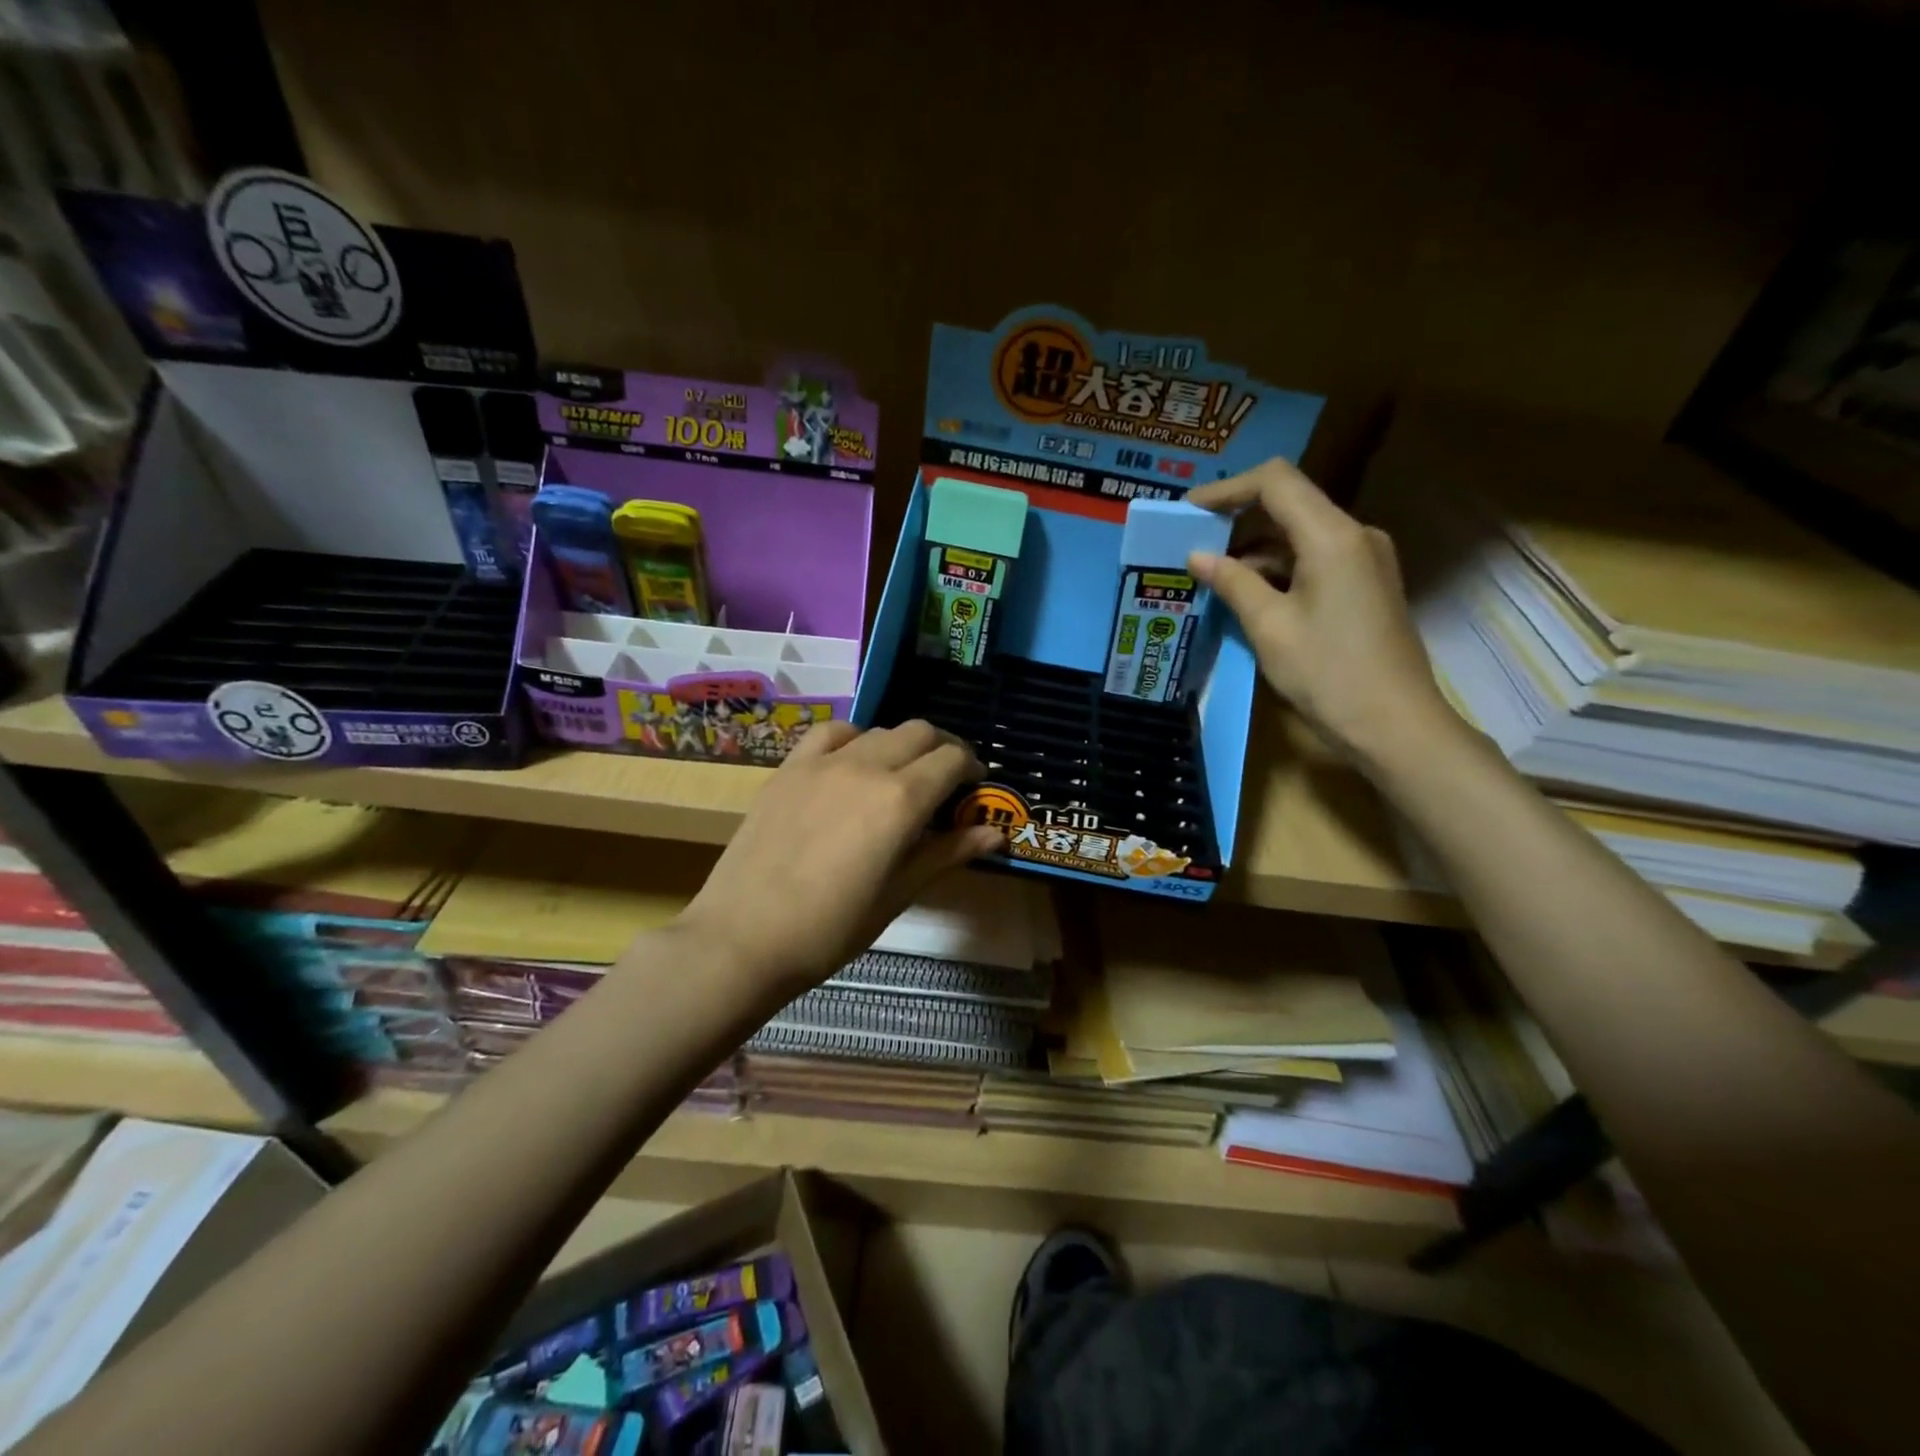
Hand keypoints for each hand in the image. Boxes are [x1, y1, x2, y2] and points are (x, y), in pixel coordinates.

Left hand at [676, 720, 1001, 998]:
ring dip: (901, 745)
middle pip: (919, 732)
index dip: (971, 769)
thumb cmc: (832, 928)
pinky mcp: (789, 768)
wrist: (744, 937)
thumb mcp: (899, 894)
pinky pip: (830, 733)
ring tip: (900, 775)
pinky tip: (852, 763)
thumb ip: (948, 853)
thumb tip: (996, 833)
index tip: (974, 789)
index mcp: (901, 800)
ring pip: (878, 730)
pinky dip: (854, 739)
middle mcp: (866, 766)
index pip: (952, 760)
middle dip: (942, 749)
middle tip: (946, 781)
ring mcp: (823, 763)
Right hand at [1187, 458, 1454, 767]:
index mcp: (1333, 536)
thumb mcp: (1269, 627)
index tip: (1189, 510)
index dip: (1228, 489)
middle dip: (1237, 518)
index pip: (1275, 482)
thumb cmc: (1328, 673)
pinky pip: (1314, 560)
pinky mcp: (1365, 585)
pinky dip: (1278, 569)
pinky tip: (1247, 594)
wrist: (1394, 724)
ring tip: (1210, 574)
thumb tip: (1197, 556)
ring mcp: (1365, 560)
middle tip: (1192, 542)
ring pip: (1300, 535)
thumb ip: (1233, 582)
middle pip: (1290, 504)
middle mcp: (1355, 535)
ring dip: (1255, 549)